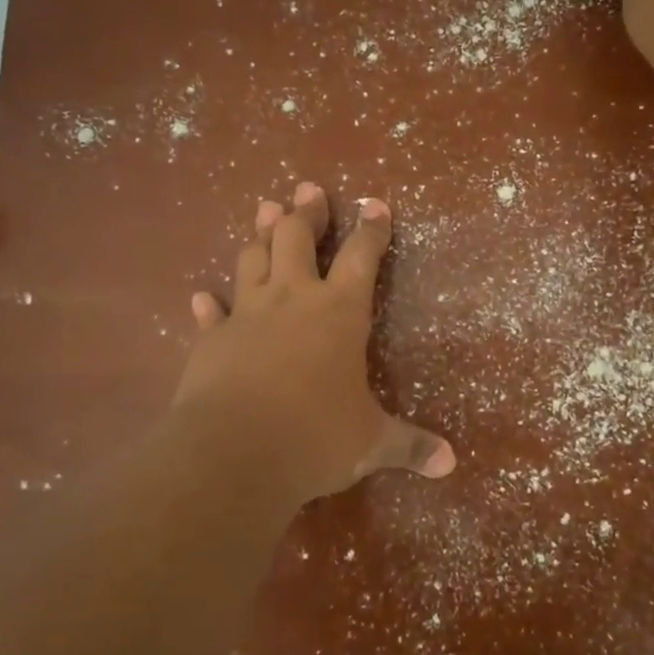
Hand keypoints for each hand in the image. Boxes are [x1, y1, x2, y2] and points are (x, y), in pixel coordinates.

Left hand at [174, 181, 455, 507]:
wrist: (233, 454)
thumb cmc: (314, 437)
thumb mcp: (370, 443)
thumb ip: (410, 446)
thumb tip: (451, 465)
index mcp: (339, 312)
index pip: (361, 256)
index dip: (371, 228)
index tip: (375, 203)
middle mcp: (292, 300)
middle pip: (296, 238)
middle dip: (305, 212)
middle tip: (307, 190)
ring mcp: (247, 316)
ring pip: (252, 260)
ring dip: (260, 234)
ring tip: (265, 211)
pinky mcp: (211, 341)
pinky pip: (212, 314)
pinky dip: (210, 304)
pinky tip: (202, 296)